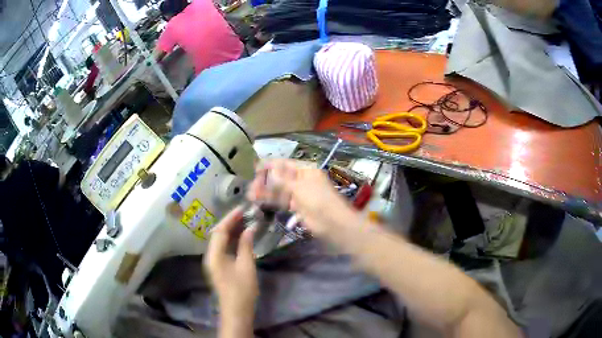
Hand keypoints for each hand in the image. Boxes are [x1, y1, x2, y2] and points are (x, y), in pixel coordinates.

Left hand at [204, 207, 257, 315]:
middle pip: (218, 234)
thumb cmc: (242, 289)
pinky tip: (242, 237)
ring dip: (231, 230)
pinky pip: (223, 247)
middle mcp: (210, 256)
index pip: (220, 230)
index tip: (243, 208)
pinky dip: (232, 240)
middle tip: (245, 213)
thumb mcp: (246, 266)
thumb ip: (246, 245)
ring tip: (245, 221)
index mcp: (214, 255)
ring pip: (220, 240)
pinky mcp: (219, 266)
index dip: (230, 218)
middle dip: (230, 222)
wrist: (236, 310)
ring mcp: (214, 261)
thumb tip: (250, 228)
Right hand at [247, 159, 354, 235]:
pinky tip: (260, 202)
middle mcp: (301, 180)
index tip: (254, 170)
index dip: (269, 166)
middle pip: (280, 177)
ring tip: (251, 196)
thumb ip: (282, 180)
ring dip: (266, 192)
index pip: (284, 164)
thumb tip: (270, 169)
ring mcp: (299, 194)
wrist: (333, 223)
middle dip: (265, 181)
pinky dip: (272, 201)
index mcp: (305, 170)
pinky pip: (282, 201)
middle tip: (251, 188)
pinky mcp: (297, 207)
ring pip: (279, 190)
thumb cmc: (318, 200)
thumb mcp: (299, 188)